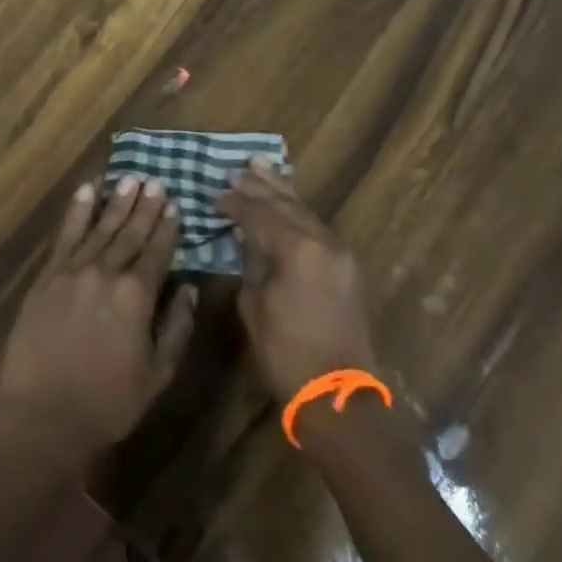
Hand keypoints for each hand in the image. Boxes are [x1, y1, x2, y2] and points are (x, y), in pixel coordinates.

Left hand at [0, 176, 197, 470]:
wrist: (45, 419)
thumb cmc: (108, 403)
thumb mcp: (158, 375)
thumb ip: (177, 328)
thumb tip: (189, 289)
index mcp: (137, 296)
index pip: (157, 251)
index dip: (167, 228)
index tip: (175, 205)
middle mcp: (106, 273)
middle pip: (130, 233)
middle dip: (145, 206)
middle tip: (155, 181)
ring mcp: (73, 271)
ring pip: (99, 227)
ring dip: (116, 201)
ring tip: (129, 178)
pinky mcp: (47, 277)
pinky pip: (65, 235)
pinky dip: (77, 211)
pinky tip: (86, 190)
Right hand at [218, 156, 378, 400]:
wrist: (339, 396)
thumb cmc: (287, 354)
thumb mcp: (255, 306)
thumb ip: (251, 264)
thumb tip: (247, 240)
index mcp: (298, 249)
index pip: (260, 213)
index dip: (236, 202)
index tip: (215, 194)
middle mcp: (322, 241)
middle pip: (286, 203)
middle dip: (260, 185)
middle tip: (237, 167)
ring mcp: (339, 253)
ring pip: (305, 210)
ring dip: (282, 189)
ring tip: (264, 165)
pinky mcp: (346, 267)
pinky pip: (317, 226)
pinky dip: (298, 210)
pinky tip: (288, 200)